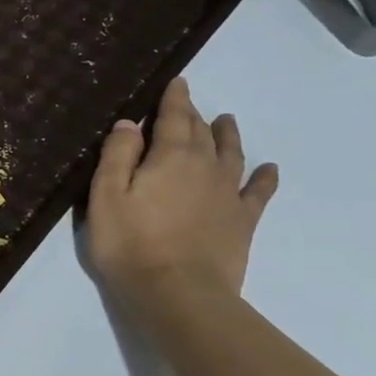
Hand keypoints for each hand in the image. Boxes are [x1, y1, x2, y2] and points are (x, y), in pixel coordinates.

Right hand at [87, 78, 278, 309]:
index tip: (178, 82)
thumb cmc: (131, 243)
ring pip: (232, 155)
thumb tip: (131, 123)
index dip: (175, 98)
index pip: (174, 118)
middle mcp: (205, 167)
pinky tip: (269, 169)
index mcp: (170, 157)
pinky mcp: (242, 221)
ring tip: (227, 121)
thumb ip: (118, 156)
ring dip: (228, 136)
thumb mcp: (107, 196)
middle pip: (202, 133)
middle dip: (195, 115)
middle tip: (190, 104)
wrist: (179, 294)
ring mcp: (228, 195)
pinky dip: (265, 177)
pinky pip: (258, 192)